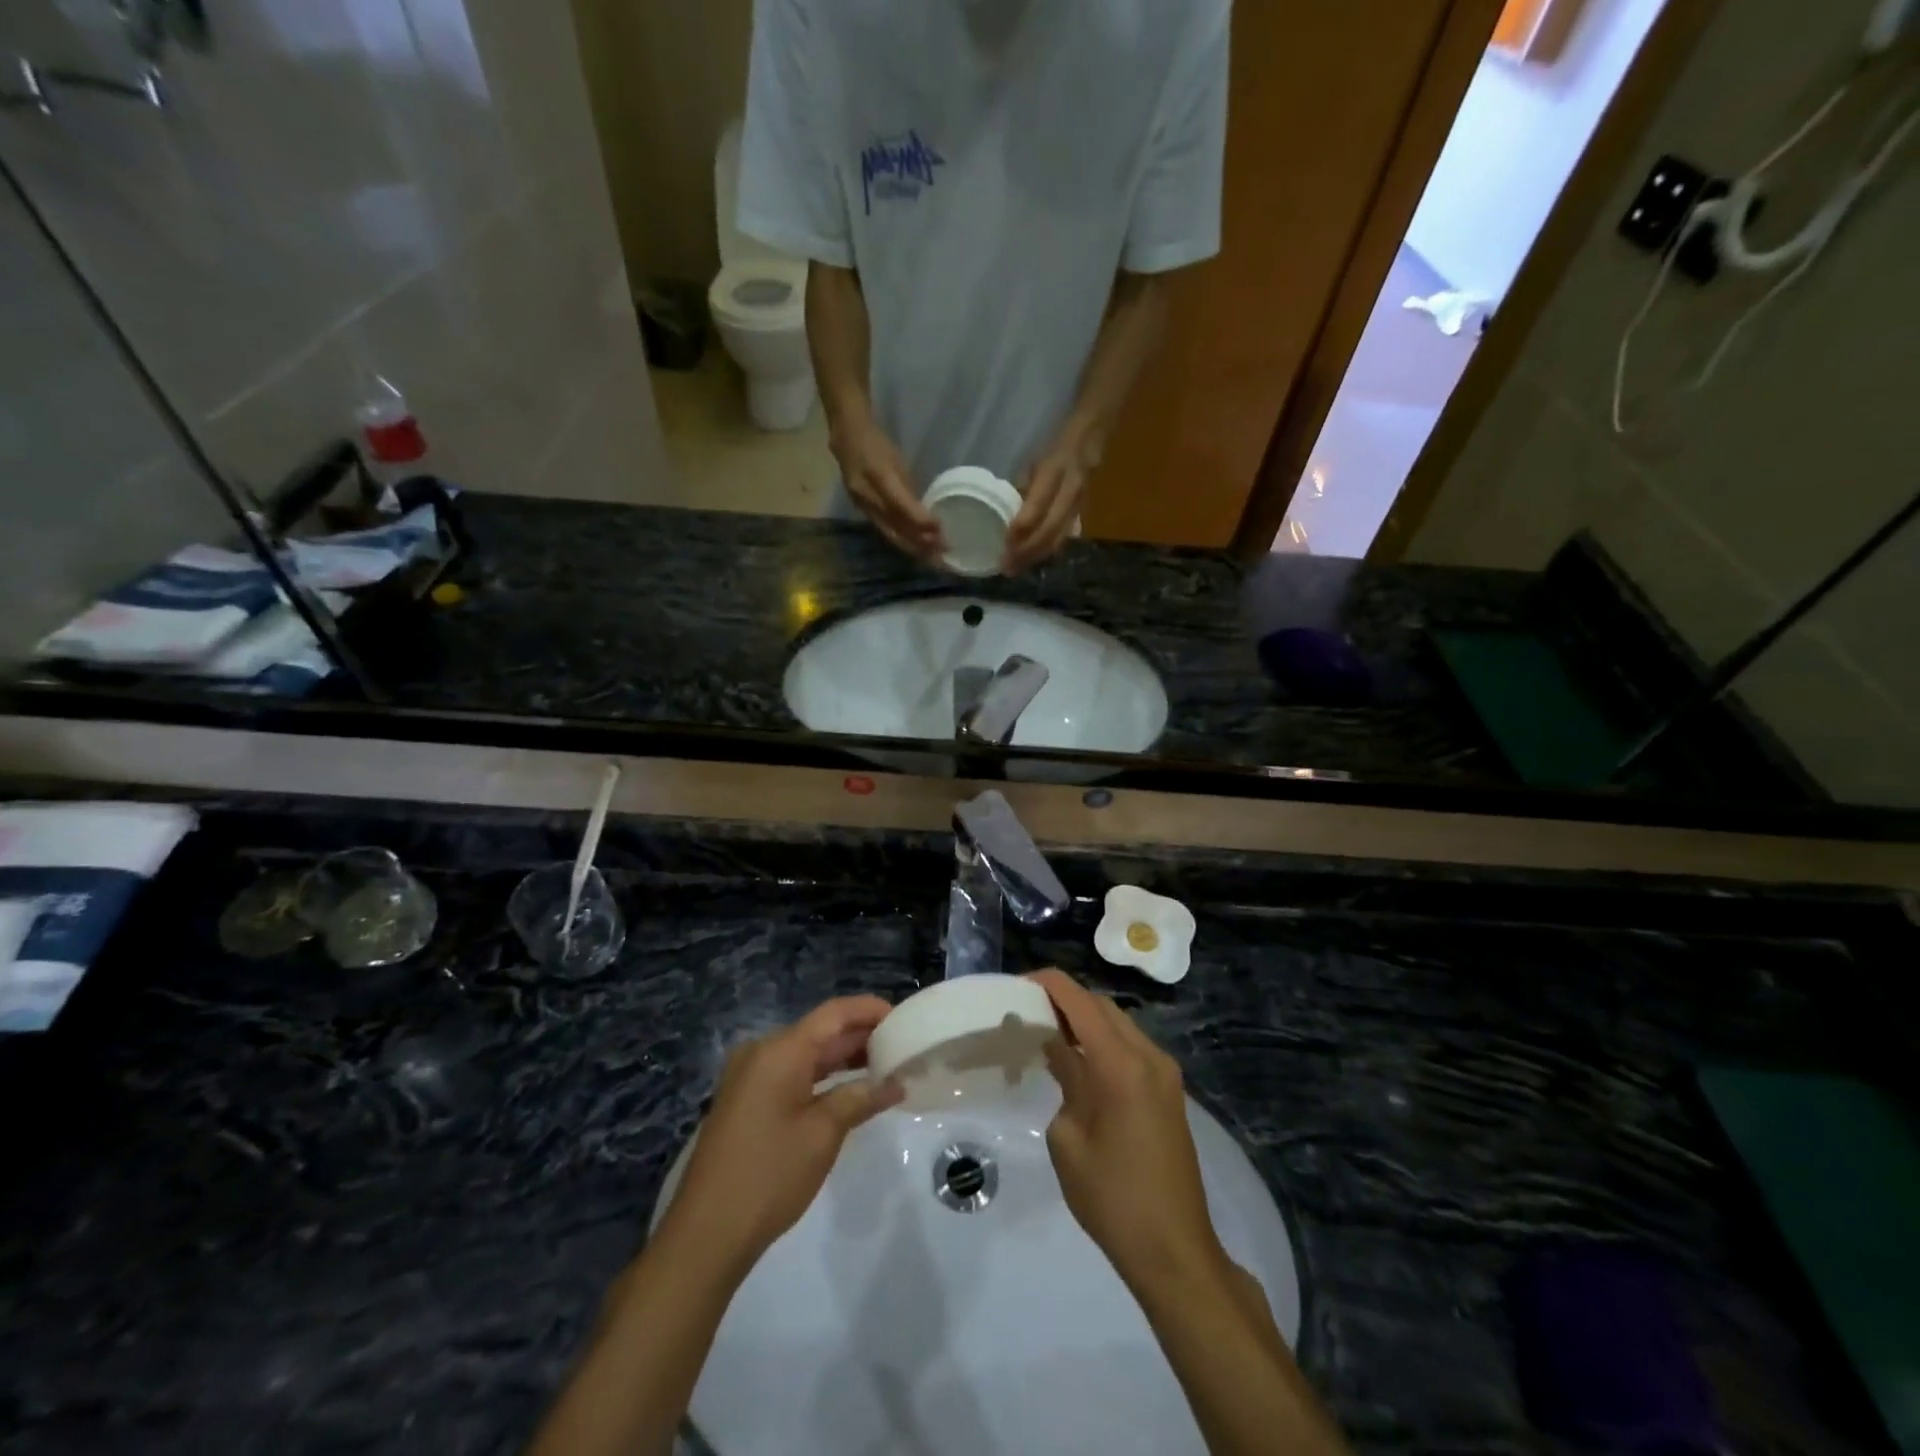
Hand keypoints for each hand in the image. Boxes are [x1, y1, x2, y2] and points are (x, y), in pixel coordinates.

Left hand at [659, 996, 902, 1269]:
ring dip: (843, 1059)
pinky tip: (849, 1091)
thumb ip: (860, 1098)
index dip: (870, 1010)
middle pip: (820, 1031)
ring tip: (885, 1067)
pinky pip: (791, 1073)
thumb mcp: (823, 1134)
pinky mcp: (746, 1100)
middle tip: (902, 1046)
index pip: (834, 1013)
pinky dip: (822, 1077)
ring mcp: (750, 1076)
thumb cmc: (770, 1175)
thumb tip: (895, 1082)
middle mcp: (762, 1052)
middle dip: (861, 1037)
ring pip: (806, 1053)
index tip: (903, 1018)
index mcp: (780, 1050)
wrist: (705, 1234)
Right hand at [829, 411, 942, 561]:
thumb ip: (908, 488)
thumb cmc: (877, 443)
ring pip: (889, 533)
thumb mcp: (897, 460)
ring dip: (912, 547)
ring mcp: (861, 505)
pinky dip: (901, 540)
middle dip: (919, 542)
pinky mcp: (861, 511)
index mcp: (877, 475)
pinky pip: (883, 530)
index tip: (939, 529)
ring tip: (932, 557)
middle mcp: (866, 495)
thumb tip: (925, 514)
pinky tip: (914, 547)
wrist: (845, 437)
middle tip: (941, 553)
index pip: (900, 504)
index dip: (920, 519)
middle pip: (894, 526)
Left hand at [1004, 427, 1094, 574]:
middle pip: (1049, 529)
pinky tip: (1033, 560)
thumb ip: (1023, 486)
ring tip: (1017, 568)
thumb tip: (1005, 514)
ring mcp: (1079, 503)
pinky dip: (1047, 551)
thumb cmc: (1056, 444)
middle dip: (1027, 551)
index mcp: (1055, 470)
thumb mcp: (1036, 458)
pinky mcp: (1082, 512)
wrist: (1093, 434)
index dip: (1022, 526)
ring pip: (1059, 537)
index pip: (1038, 505)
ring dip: (1036, 556)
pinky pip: (1064, 536)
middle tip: (1007, 567)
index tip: (1004, 543)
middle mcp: (1070, 489)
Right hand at [1028, 969, 1222, 1285]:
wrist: (1175, 1250)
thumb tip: (1056, 1048)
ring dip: (1085, 1019)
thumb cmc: (1112, 1199)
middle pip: (1102, 1006)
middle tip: (1027, 1010)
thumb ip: (1064, 1080)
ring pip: (1118, 1024)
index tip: (1017, 984)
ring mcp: (1164, 1072)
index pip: (1080, 1002)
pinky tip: (1077, 1060)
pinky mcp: (1169, 1090)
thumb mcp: (1068, 1139)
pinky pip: (1131, 1046)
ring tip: (1047, 1032)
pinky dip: (1102, 1040)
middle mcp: (1149, 1056)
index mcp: (1122, 1065)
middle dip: (1065, 999)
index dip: (1048, 985)